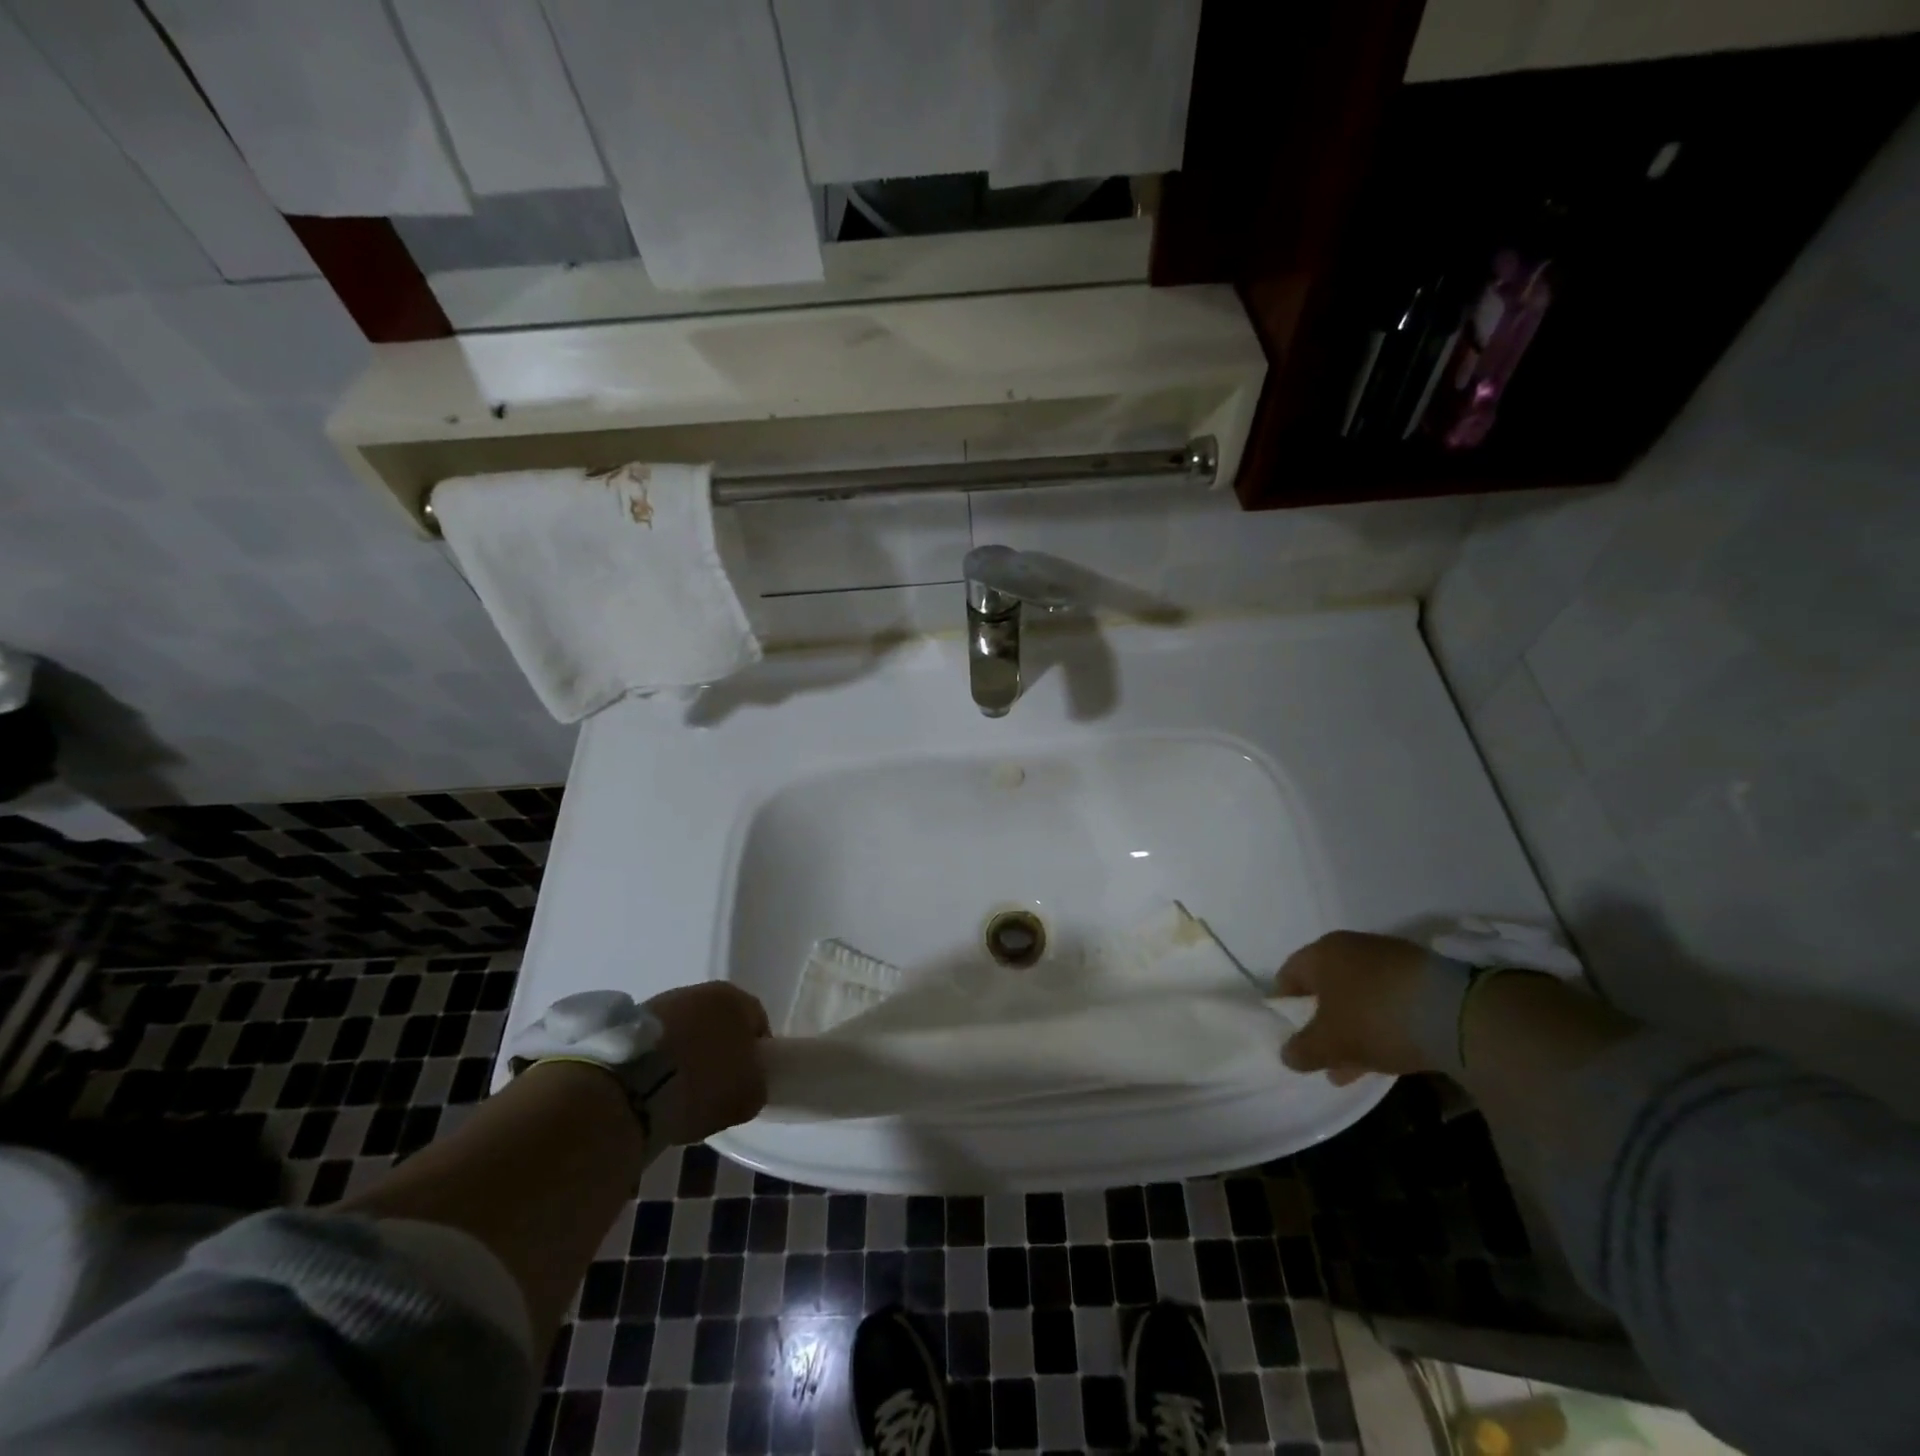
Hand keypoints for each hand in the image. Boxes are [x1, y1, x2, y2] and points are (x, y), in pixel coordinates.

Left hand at [643, 983, 770, 1144]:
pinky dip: (660, 1061)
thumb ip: (756, 1082)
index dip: (757, 1052)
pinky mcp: (630, 1023)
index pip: (757, 1022)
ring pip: (686, 1030)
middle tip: (716, 1086)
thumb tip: (748, 1082)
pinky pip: (658, 1043)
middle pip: (719, 1022)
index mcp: (736, 999)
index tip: (750, 1079)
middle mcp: (702, 990)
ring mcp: (663, 1003)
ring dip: (688, 1053)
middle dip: (719, 1050)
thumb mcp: (748, 1095)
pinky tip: (656, 1087)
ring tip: (681, 1091)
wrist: (632, 1087)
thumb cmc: (703, 1083)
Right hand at [1276, 931, 1442, 1084]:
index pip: (1289, 975)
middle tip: (1324, 1054)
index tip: (1289, 1033)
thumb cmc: (1373, 1019)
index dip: (1285, 1005)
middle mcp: (1352, 946)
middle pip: (1327, 986)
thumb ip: (1303, 1050)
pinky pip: (1389, 999)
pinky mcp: (1423, 974)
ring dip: (1354, 1026)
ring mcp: (1390, 958)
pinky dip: (1383, 1022)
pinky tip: (1390, 1051)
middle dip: (1324, 1021)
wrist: (1456, 1012)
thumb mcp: (1330, 1044)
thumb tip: (1287, 1055)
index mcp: (1321, 952)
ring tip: (1358, 1066)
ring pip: (1360, 995)